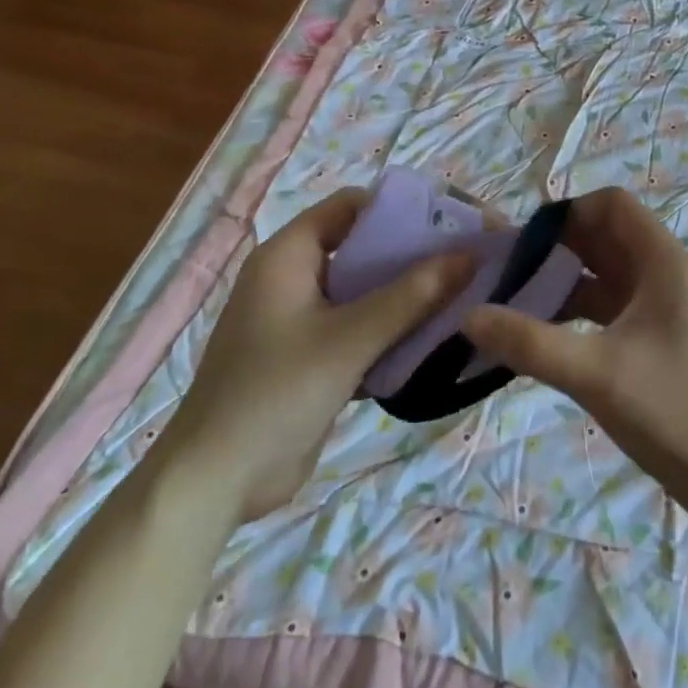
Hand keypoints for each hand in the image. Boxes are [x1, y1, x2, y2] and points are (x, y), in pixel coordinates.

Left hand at [164, 189, 471, 519]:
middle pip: (362, 249)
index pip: (350, 206)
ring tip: (462, 297)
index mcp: (288, 256)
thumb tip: (470, 255)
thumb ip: (412, 295)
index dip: (398, 208)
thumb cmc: (276, 392)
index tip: (448, 224)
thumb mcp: (350, 338)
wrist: (217, 480)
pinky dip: (392, 330)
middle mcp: (294, 278)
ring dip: (408, 297)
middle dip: (412, 256)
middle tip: (465, 262)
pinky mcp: (313, 357)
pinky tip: (434, 340)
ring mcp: (302, 320)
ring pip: (365, 292)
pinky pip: (361, 328)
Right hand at [462, 187, 687, 521]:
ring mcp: (664, 307)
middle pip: (605, 238)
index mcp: (664, 263)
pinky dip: (578, 312)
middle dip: (556, 249)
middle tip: (505, 273)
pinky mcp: (658, 338)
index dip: (568, 212)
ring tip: (513, 303)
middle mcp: (666, 274)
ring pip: (606, 275)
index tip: (523, 242)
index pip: (612, 205)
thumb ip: (529, 342)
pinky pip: (611, 308)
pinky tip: (543, 335)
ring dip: (564, 282)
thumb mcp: (596, 374)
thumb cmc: (674, 413)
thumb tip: (467, 314)